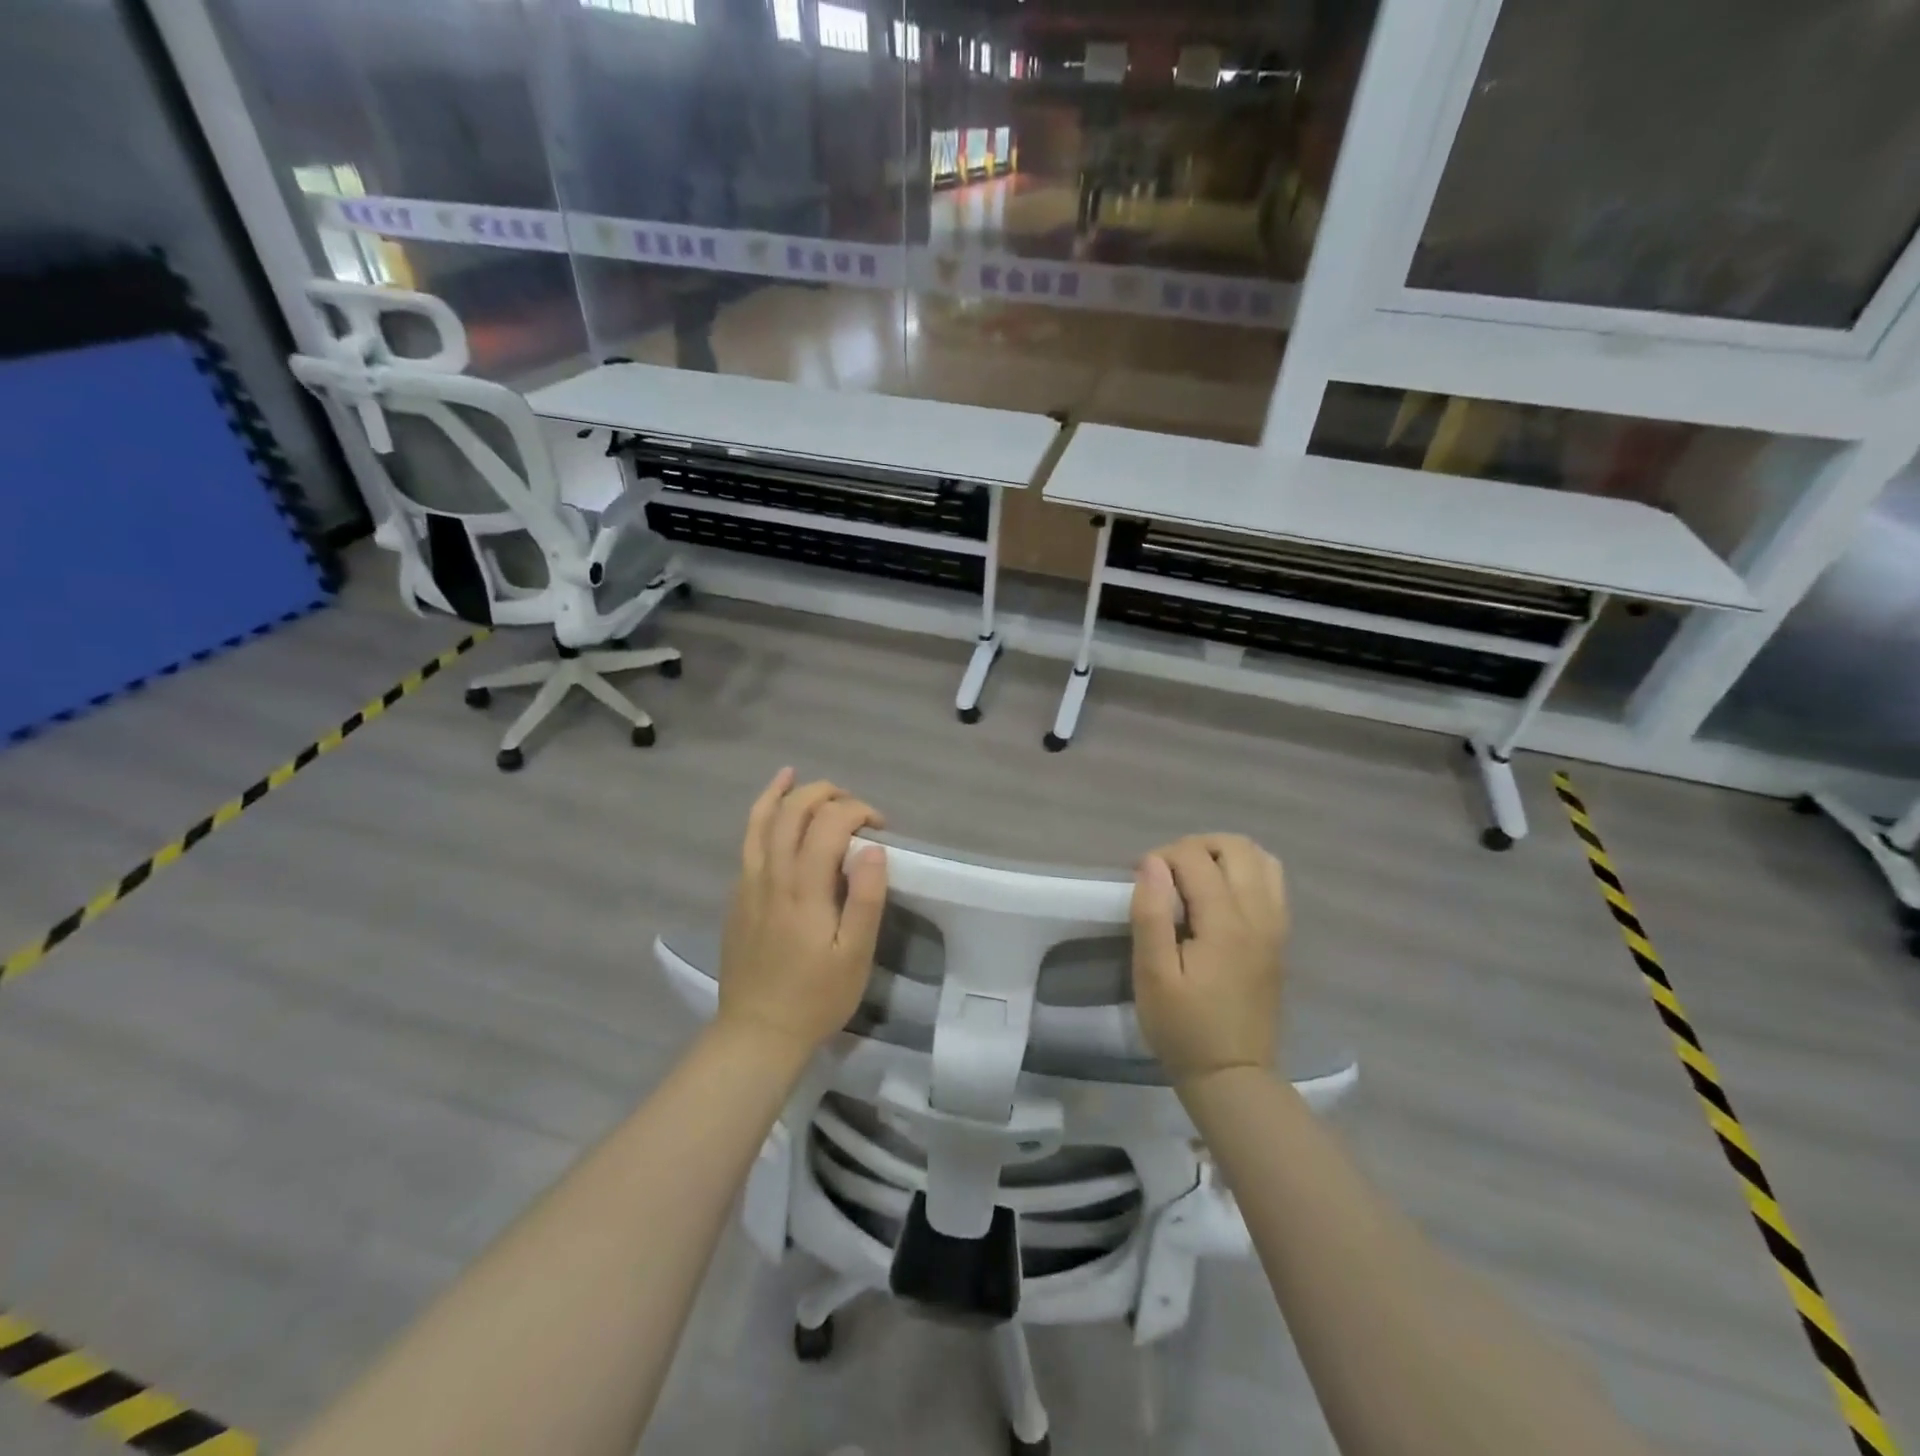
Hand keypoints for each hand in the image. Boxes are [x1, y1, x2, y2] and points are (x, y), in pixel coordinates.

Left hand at [717, 768, 888, 1054]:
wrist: (757, 1032)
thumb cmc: (816, 997)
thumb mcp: (855, 955)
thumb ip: (866, 898)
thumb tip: (874, 848)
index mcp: (805, 888)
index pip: (829, 824)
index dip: (857, 812)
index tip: (880, 828)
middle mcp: (772, 875)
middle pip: (791, 812)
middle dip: (823, 793)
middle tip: (852, 803)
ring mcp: (748, 884)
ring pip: (759, 822)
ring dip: (781, 794)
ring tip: (793, 774)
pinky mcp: (738, 897)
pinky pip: (748, 842)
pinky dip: (760, 816)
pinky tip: (771, 814)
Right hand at [1130, 834, 1288, 1085]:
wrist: (1232, 1075)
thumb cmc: (1183, 1027)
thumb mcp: (1152, 975)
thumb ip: (1151, 914)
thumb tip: (1152, 863)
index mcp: (1226, 924)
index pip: (1196, 858)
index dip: (1162, 857)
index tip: (1140, 881)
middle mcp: (1259, 915)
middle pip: (1236, 846)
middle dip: (1195, 846)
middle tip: (1167, 874)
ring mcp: (1276, 926)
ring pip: (1261, 859)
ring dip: (1224, 855)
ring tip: (1193, 878)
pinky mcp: (1279, 938)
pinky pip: (1271, 882)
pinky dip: (1245, 872)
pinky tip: (1219, 896)